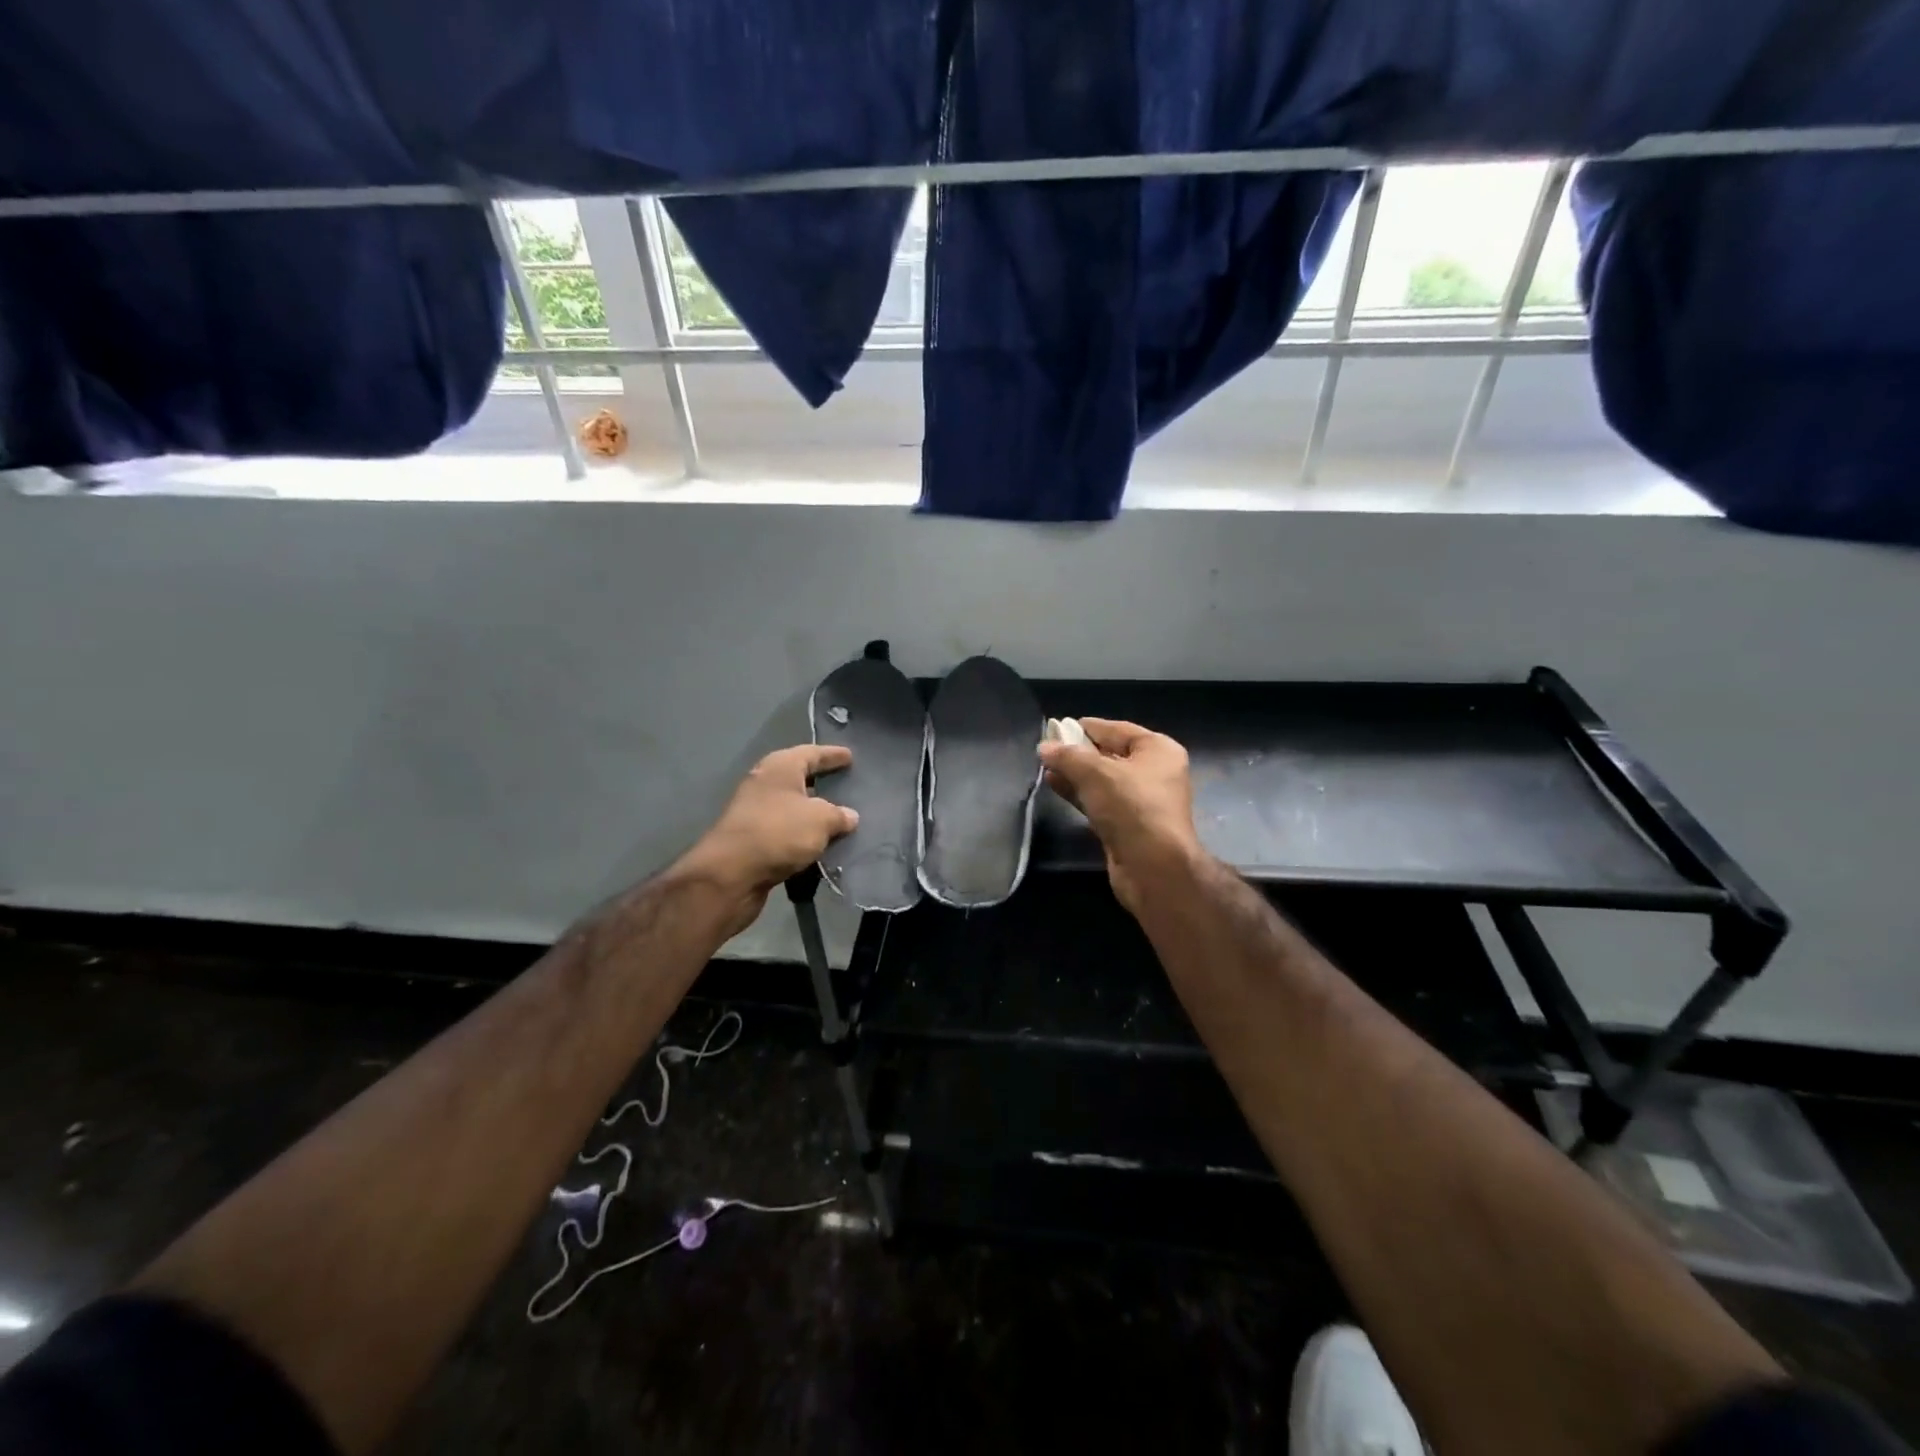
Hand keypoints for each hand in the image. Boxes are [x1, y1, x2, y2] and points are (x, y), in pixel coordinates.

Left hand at [678, 745, 858, 932]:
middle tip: (848, 786)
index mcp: (780, 768)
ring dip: (813, 814)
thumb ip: (839, 815)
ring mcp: (756, 812)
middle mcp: (765, 784)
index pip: (812, 753)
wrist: (730, 874)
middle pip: (800, 779)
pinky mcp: (752, 840)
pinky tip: (821, 846)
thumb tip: (850, 817)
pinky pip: (786, 832)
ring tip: (841, 820)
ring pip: (793, 808)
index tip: (851, 756)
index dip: (832, 755)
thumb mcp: (820, 820)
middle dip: (823, 784)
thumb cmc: (779, 832)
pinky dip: (803, 837)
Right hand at [1038, 718, 1201, 914]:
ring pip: (1103, 780)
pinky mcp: (1128, 825)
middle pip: (1111, 754)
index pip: (1118, 729)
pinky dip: (1079, 793)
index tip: (1059, 726)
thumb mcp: (1096, 773)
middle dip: (1079, 752)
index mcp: (1158, 750)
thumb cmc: (1131, 807)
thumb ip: (1068, 757)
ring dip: (1075, 774)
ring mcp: (1142, 801)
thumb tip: (1044, 747)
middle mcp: (1154, 772)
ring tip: (1046, 767)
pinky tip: (1055, 786)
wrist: (1153, 868)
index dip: (1088, 727)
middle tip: (1049, 748)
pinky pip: (1100, 801)